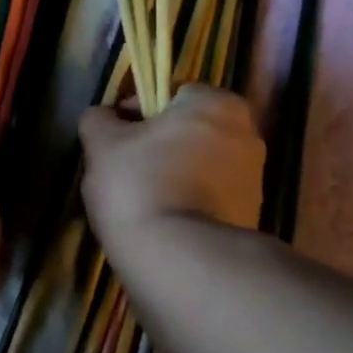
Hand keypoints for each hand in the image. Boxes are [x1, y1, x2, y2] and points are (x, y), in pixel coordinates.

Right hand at [78, 85, 264, 252]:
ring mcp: (254, 177)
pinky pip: (211, 199)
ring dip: (175, 176)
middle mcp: (246, 132)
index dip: (136, 112)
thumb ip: (98, 120)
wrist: (180, 259)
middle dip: (159, 146)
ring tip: (142, 204)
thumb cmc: (139, 186)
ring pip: (201, 166)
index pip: (171, 93)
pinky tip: (164, 225)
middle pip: (189, 131)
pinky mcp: (251, 216)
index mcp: (215, 102)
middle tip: (124, 172)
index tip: (113, 139)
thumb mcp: (101, 145)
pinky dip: (189, 205)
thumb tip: (103, 117)